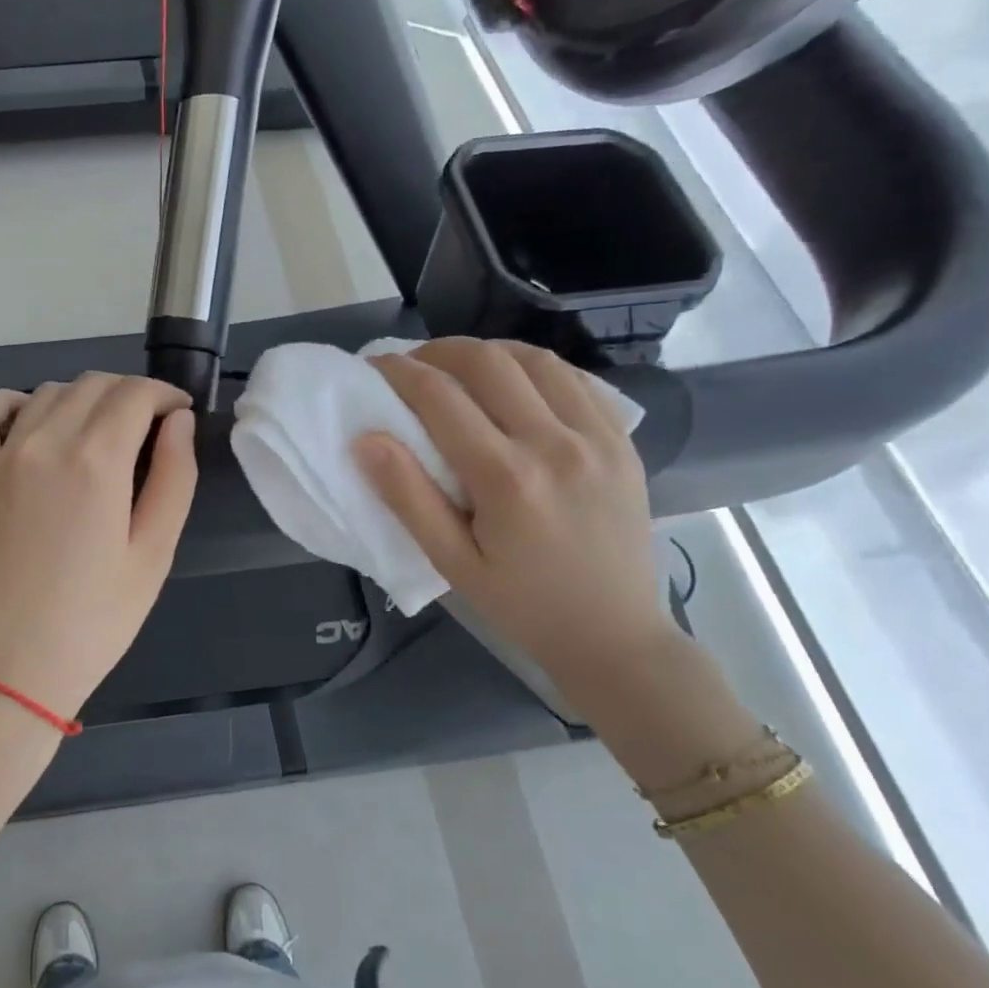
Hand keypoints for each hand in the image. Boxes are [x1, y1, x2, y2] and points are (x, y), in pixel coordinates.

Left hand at [0, 373, 198, 719]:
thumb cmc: (93, 622)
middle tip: (151, 427)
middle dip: (130, 394)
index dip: (165, 395)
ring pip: (47, 393)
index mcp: (96, 461)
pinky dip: (11, 402)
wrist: (6, 671)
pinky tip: (31, 418)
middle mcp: (45, 443)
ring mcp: (0, 458)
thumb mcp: (153, 555)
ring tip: (104, 432)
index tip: (180, 413)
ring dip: (84, 398)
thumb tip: (178, 422)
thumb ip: (173, 478)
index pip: (135, 394)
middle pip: (93, 385)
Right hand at [355, 338, 679, 686]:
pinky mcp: (623, 441)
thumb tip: (365, 439)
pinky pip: (576, 379)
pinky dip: (535, 368)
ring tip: (459, 369)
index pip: (441, 398)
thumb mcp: (451, 563)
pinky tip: (514, 384)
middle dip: (439, 351)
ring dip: (488, 353)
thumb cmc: (522, 605)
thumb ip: (407, 498)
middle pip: (489, 362)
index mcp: (508, 479)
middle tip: (412, 365)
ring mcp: (598, 437)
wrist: (615, 636)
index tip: (374, 366)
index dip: (399, 372)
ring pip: (536, 359)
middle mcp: (556, 444)